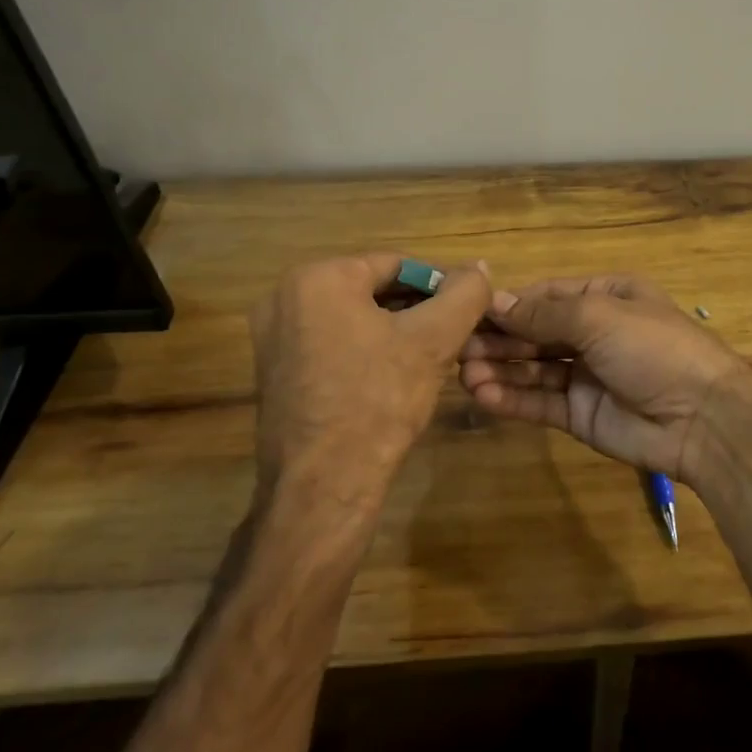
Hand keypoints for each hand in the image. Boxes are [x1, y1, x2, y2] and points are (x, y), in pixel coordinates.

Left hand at [250, 253, 490, 511]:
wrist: (323, 486)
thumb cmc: (379, 400)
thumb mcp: (434, 340)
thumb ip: (464, 294)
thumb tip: (478, 268)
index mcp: (318, 277)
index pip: (397, 265)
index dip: (439, 287)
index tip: (465, 314)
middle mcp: (284, 297)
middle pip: (373, 289)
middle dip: (415, 310)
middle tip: (450, 338)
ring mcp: (273, 337)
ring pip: (353, 318)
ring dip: (393, 331)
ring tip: (427, 359)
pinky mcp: (274, 371)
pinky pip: (332, 343)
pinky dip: (365, 351)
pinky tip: (392, 379)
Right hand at [457, 275, 751, 485]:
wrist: (702, 417)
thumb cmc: (652, 348)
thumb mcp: (598, 317)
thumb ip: (544, 314)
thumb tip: (495, 300)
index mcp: (606, 296)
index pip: (547, 296)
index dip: (510, 304)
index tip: (469, 310)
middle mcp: (594, 332)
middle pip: (536, 332)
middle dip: (500, 339)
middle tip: (458, 347)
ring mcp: (587, 375)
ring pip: (534, 368)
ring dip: (500, 369)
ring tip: (465, 373)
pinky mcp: (581, 414)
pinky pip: (541, 402)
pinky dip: (513, 398)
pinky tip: (484, 396)